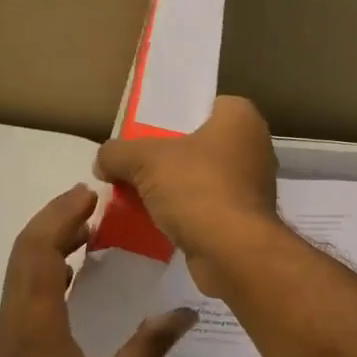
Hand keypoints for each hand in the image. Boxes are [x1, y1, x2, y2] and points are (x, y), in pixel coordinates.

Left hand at [0, 185, 196, 356]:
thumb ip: (150, 347)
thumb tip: (187, 313)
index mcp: (35, 320)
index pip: (40, 249)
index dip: (62, 216)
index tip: (90, 194)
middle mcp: (13, 318)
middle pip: (24, 252)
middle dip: (54, 220)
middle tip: (89, 203)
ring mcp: (5, 334)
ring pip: (19, 272)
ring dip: (47, 244)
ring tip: (84, 233)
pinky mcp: (6, 350)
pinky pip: (22, 293)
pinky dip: (43, 271)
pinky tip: (69, 280)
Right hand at [95, 96, 279, 296]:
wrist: (233, 252)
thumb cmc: (197, 188)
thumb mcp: (144, 160)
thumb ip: (117, 152)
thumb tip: (103, 162)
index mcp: (240, 118)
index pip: (202, 104)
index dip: (172, 116)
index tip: (144, 130)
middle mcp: (254, 147)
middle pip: (199, 143)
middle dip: (167, 155)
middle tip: (134, 164)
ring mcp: (252, 186)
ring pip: (202, 177)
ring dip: (174, 187)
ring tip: (138, 194)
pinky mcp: (245, 220)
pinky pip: (207, 207)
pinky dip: (185, 212)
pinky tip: (156, 221)